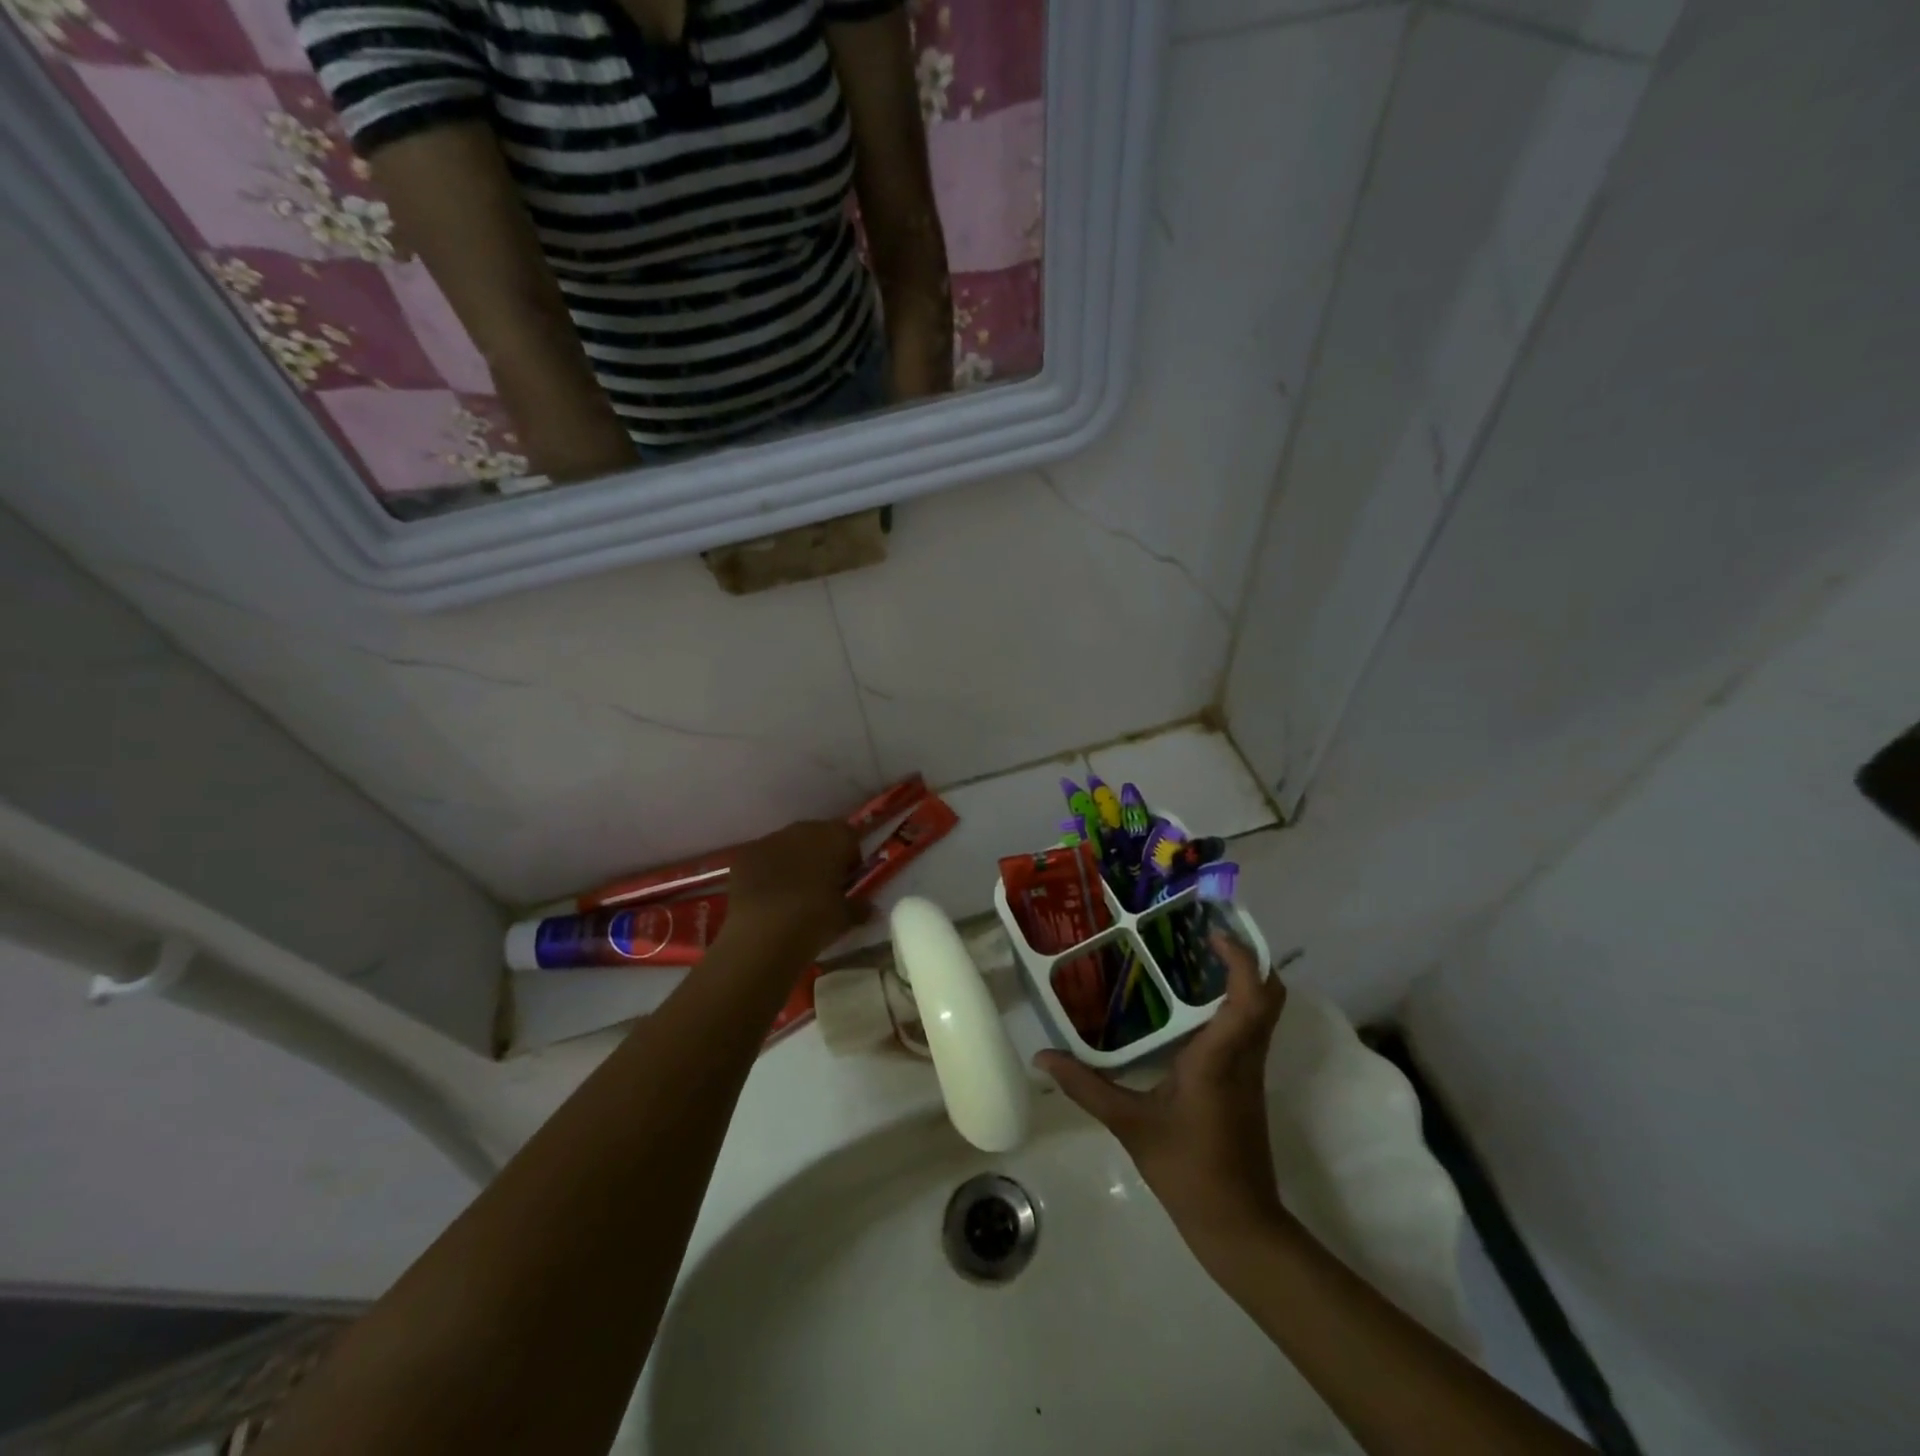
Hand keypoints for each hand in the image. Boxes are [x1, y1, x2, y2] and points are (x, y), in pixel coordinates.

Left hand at [722, 819, 867, 959]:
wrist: (762, 934)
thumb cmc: (814, 919)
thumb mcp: (845, 918)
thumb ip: (859, 907)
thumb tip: (868, 908)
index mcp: (834, 837)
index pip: (850, 836)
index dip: (851, 857)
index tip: (848, 879)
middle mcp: (803, 830)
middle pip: (818, 836)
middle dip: (822, 855)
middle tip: (822, 885)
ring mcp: (769, 840)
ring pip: (788, 845)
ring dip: (793, 861)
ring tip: (792, 893)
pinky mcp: (744, 856)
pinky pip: (762, 858)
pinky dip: (766, 871)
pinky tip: (766, 897)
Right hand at [1037, 931, 1288, 1259]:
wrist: (1238, 1225)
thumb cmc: (1187, 1170)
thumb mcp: (1130, 1126)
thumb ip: (1086, 1087)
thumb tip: (1041, 1057)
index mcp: (1221, 1058)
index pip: (1250, 997)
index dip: (1242, 957)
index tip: (1212, 930)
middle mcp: (1244, 1056)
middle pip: (1270, 995)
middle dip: (1249, 957)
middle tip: (1206, 935)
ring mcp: (1252, 1071)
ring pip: (1263, 1011)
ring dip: (1243, 978)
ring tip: (1197, 957)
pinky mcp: (1248, 1084)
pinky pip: (1251, 1029)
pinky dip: (1234, 1004)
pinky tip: (1194, 1007)